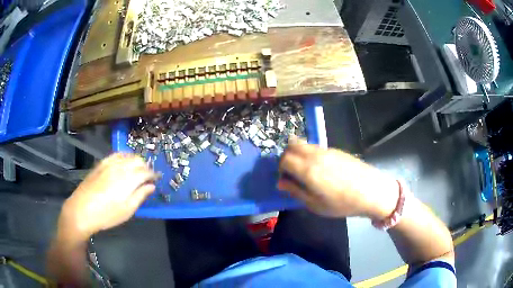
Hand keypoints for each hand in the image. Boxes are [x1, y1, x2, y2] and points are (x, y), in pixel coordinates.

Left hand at [58, 153, 156, 241]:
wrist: (82, 210)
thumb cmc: (107, 214)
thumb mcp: (127, 210)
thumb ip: (141, 195)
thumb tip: (151, 186)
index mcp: (129, 179)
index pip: (146, 172)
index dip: (153, 175)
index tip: (157, 180)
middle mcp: (121, 166)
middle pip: (138, 160)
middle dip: (146, 167)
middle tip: (147, 178)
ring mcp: (110, 163)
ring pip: (128, 155)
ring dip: (136, 161)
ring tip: (137, 171)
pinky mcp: (101, 163)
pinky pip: (117, 155)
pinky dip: (124, 157)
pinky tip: (124, 164)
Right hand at [278, 138, 399, 219]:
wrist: (372, 191)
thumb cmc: (342, 203)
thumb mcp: (315, 205)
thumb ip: (296, 191)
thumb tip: (281, 183)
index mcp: (308, 170)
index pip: (284, 158)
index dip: (280, 168)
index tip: (285, 179)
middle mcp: (315, 155)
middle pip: (292, 145)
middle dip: (286, 156)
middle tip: (292, 172)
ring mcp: (327, 150)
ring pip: (304, 144)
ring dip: (299, 153)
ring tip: (306, 171)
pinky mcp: (337, 150)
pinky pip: (316, 147)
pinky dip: (310, 154)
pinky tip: (321, 169)